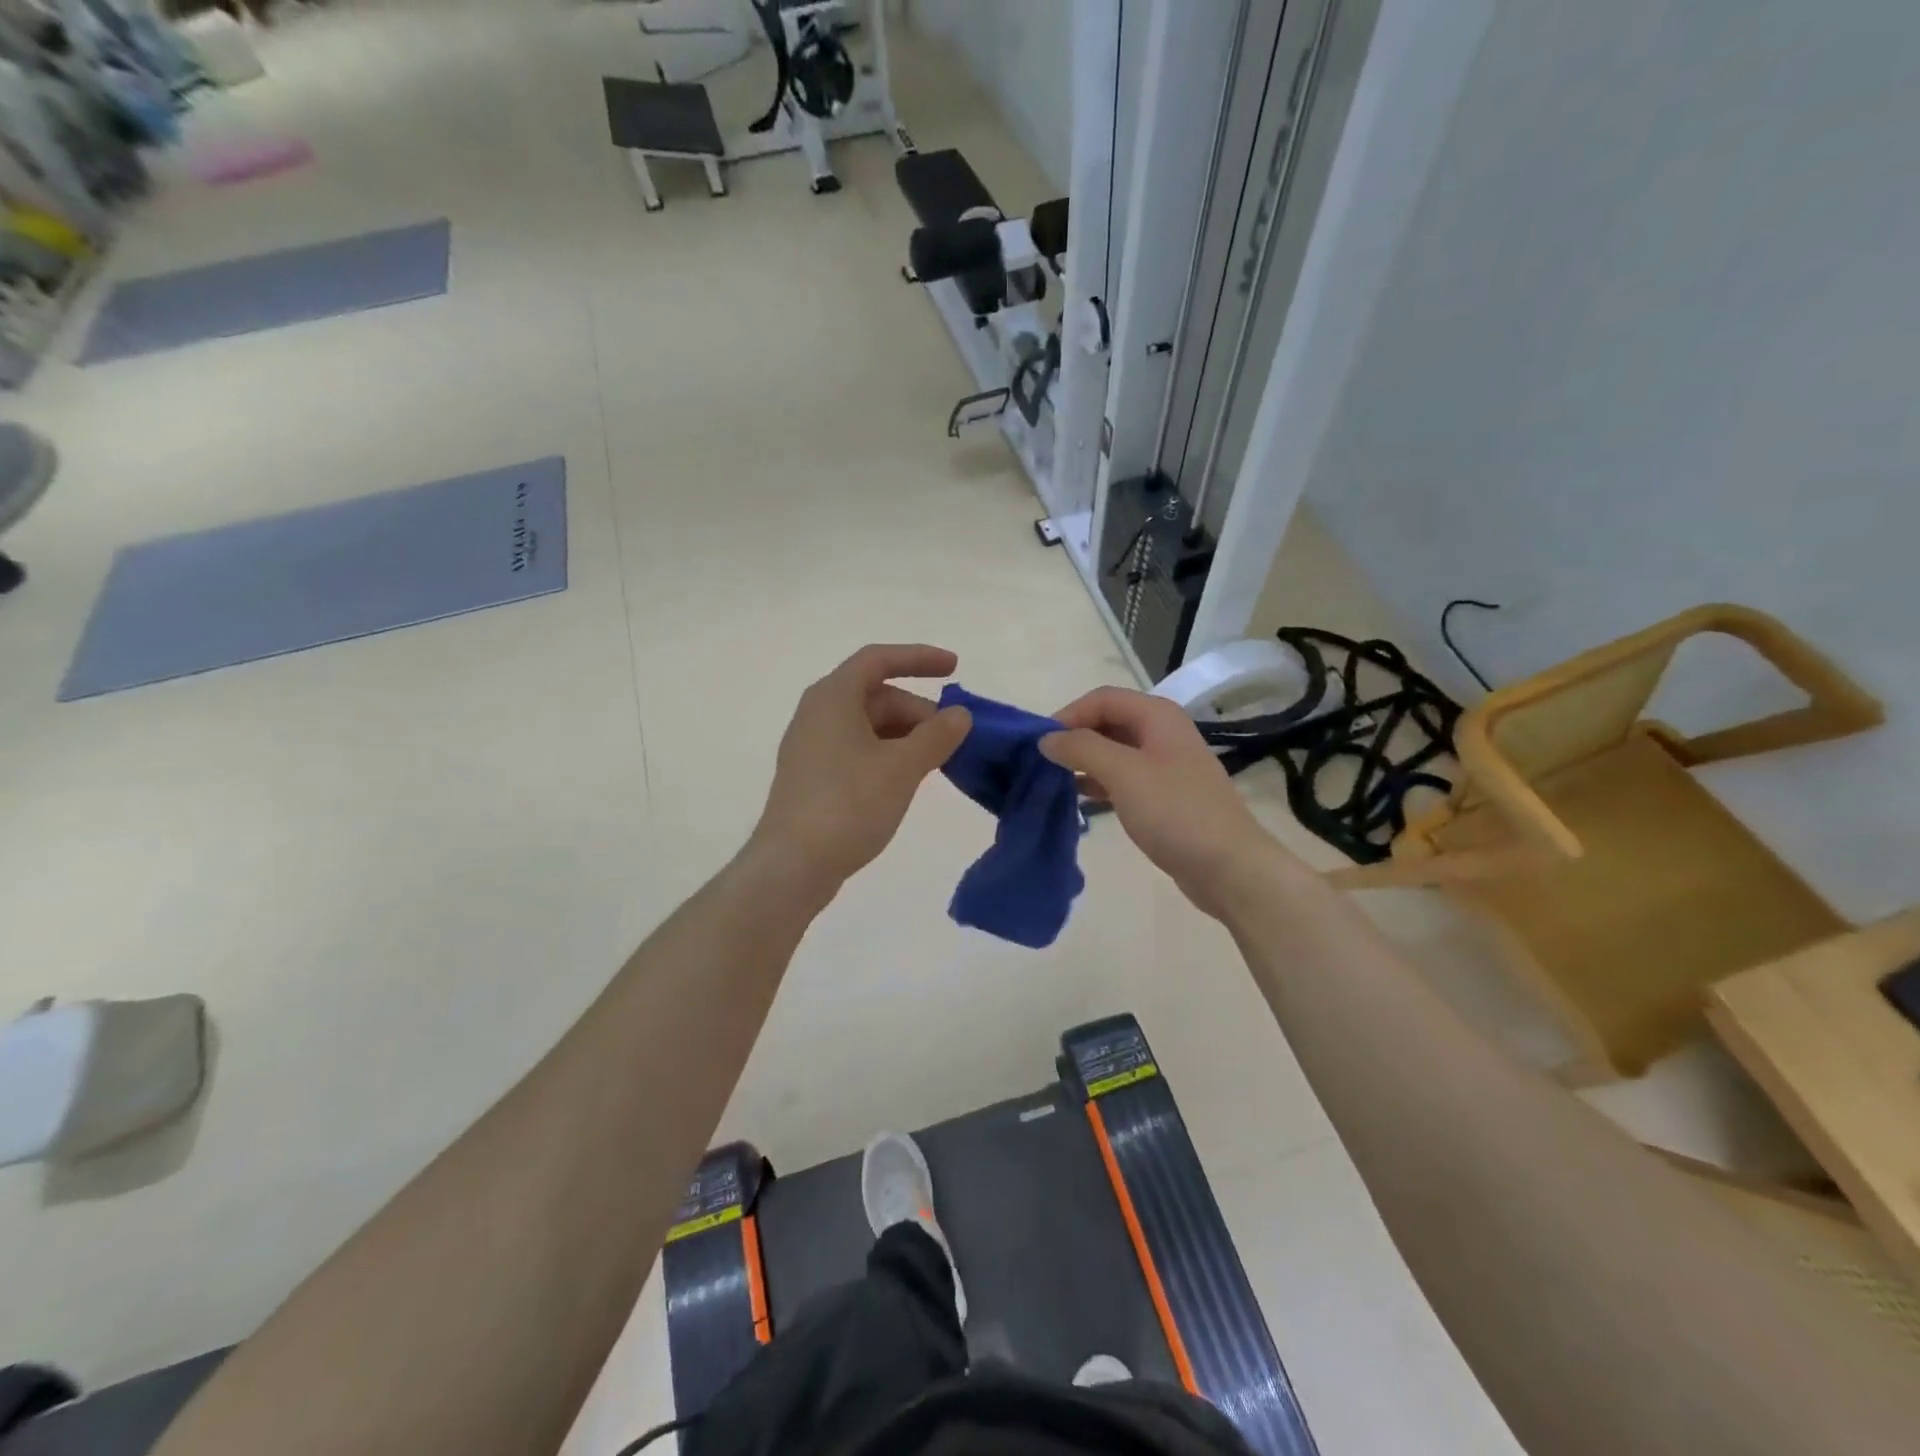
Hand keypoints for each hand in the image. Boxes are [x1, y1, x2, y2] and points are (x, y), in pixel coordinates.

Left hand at [751, 644, 971, 893]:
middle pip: (877, 695)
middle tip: (953, 740)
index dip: (919, 658)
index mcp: (834, 697)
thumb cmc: (848, 805)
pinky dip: (888, 755)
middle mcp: (818, 713)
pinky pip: (858, 750)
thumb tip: (960, 715)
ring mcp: (813, 746)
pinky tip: (908, 780)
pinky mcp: (814, 776)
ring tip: (937, 763)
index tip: (956, 669)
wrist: (792, 866)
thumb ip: (936, 736)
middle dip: (918, 711)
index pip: (879, 660)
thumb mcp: (902, 768)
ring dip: (906, 736)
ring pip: (869, 725)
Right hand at [1040, 687, 1296, 916]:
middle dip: (1074, 737)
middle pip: (1108, 721)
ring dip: (1084, 760)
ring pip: (1114, 750)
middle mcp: (1162, 733)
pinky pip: (1123, 777)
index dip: (1069, 715)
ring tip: (1053, 780)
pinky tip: (1078, 799)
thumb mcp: (1124, 773)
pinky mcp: (1163, 796)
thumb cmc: (1176, 812)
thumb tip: (1047, 739)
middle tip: (1043, 762)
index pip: (1102, 699)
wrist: (1228, 867)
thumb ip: (1082, 749)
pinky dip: (1098, 782)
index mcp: (1157, 716)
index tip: (1040, 744)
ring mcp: (1165, 765)